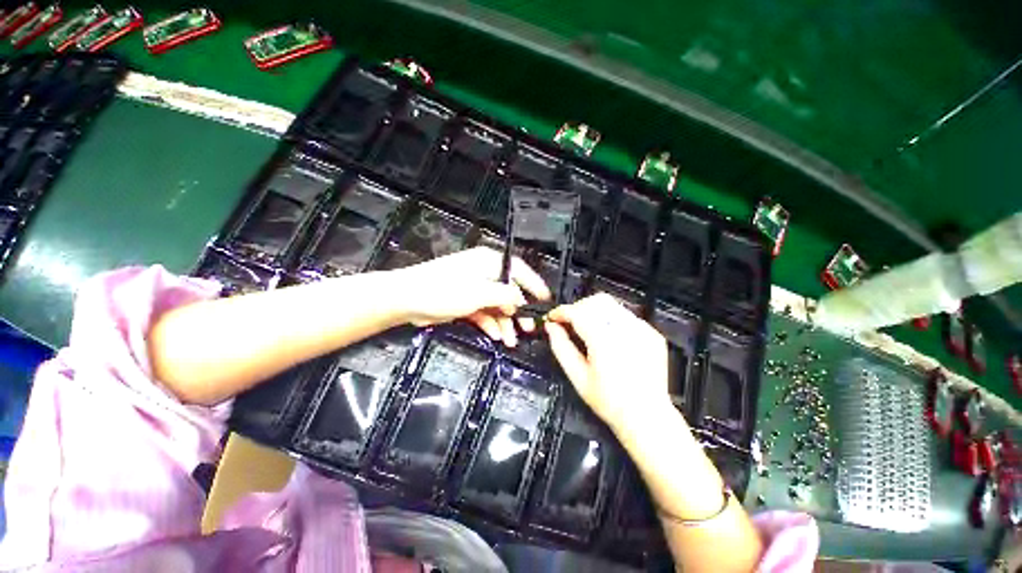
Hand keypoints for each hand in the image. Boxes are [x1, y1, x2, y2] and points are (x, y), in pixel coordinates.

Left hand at [393, 247, 550, 346]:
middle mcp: (484, 273)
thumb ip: (505, 295)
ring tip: (511, 340)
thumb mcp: (479, 292)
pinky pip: (484, 312)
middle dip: (519, 311)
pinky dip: (491, 323)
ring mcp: (475, 288)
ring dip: (505, 322)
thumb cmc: (444, 290)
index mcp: (489, 262)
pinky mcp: (466, 301)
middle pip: (509, 291)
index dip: (534, 285)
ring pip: (497, 305)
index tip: (546, 300)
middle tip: (528, 329)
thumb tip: (521, 300)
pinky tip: (497, 335)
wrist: (407, 300)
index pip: (519, 270)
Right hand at [545, 294, 671, 433]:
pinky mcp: (652, 334)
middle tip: (570, 323)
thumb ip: (561, 347)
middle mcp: (625, 330)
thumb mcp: (577, 377)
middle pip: (596, 301)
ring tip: (587, 329)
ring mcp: (642, 330)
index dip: (562, 312)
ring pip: (612, 305)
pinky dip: (612, 320)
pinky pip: (626, 316)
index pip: (578, 312)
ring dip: (594, 311)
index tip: (553, 317)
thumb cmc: (609, 402)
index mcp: (604, 341)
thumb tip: (551, 327)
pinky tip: (609, 337)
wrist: (646, 417)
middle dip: (578, 307)